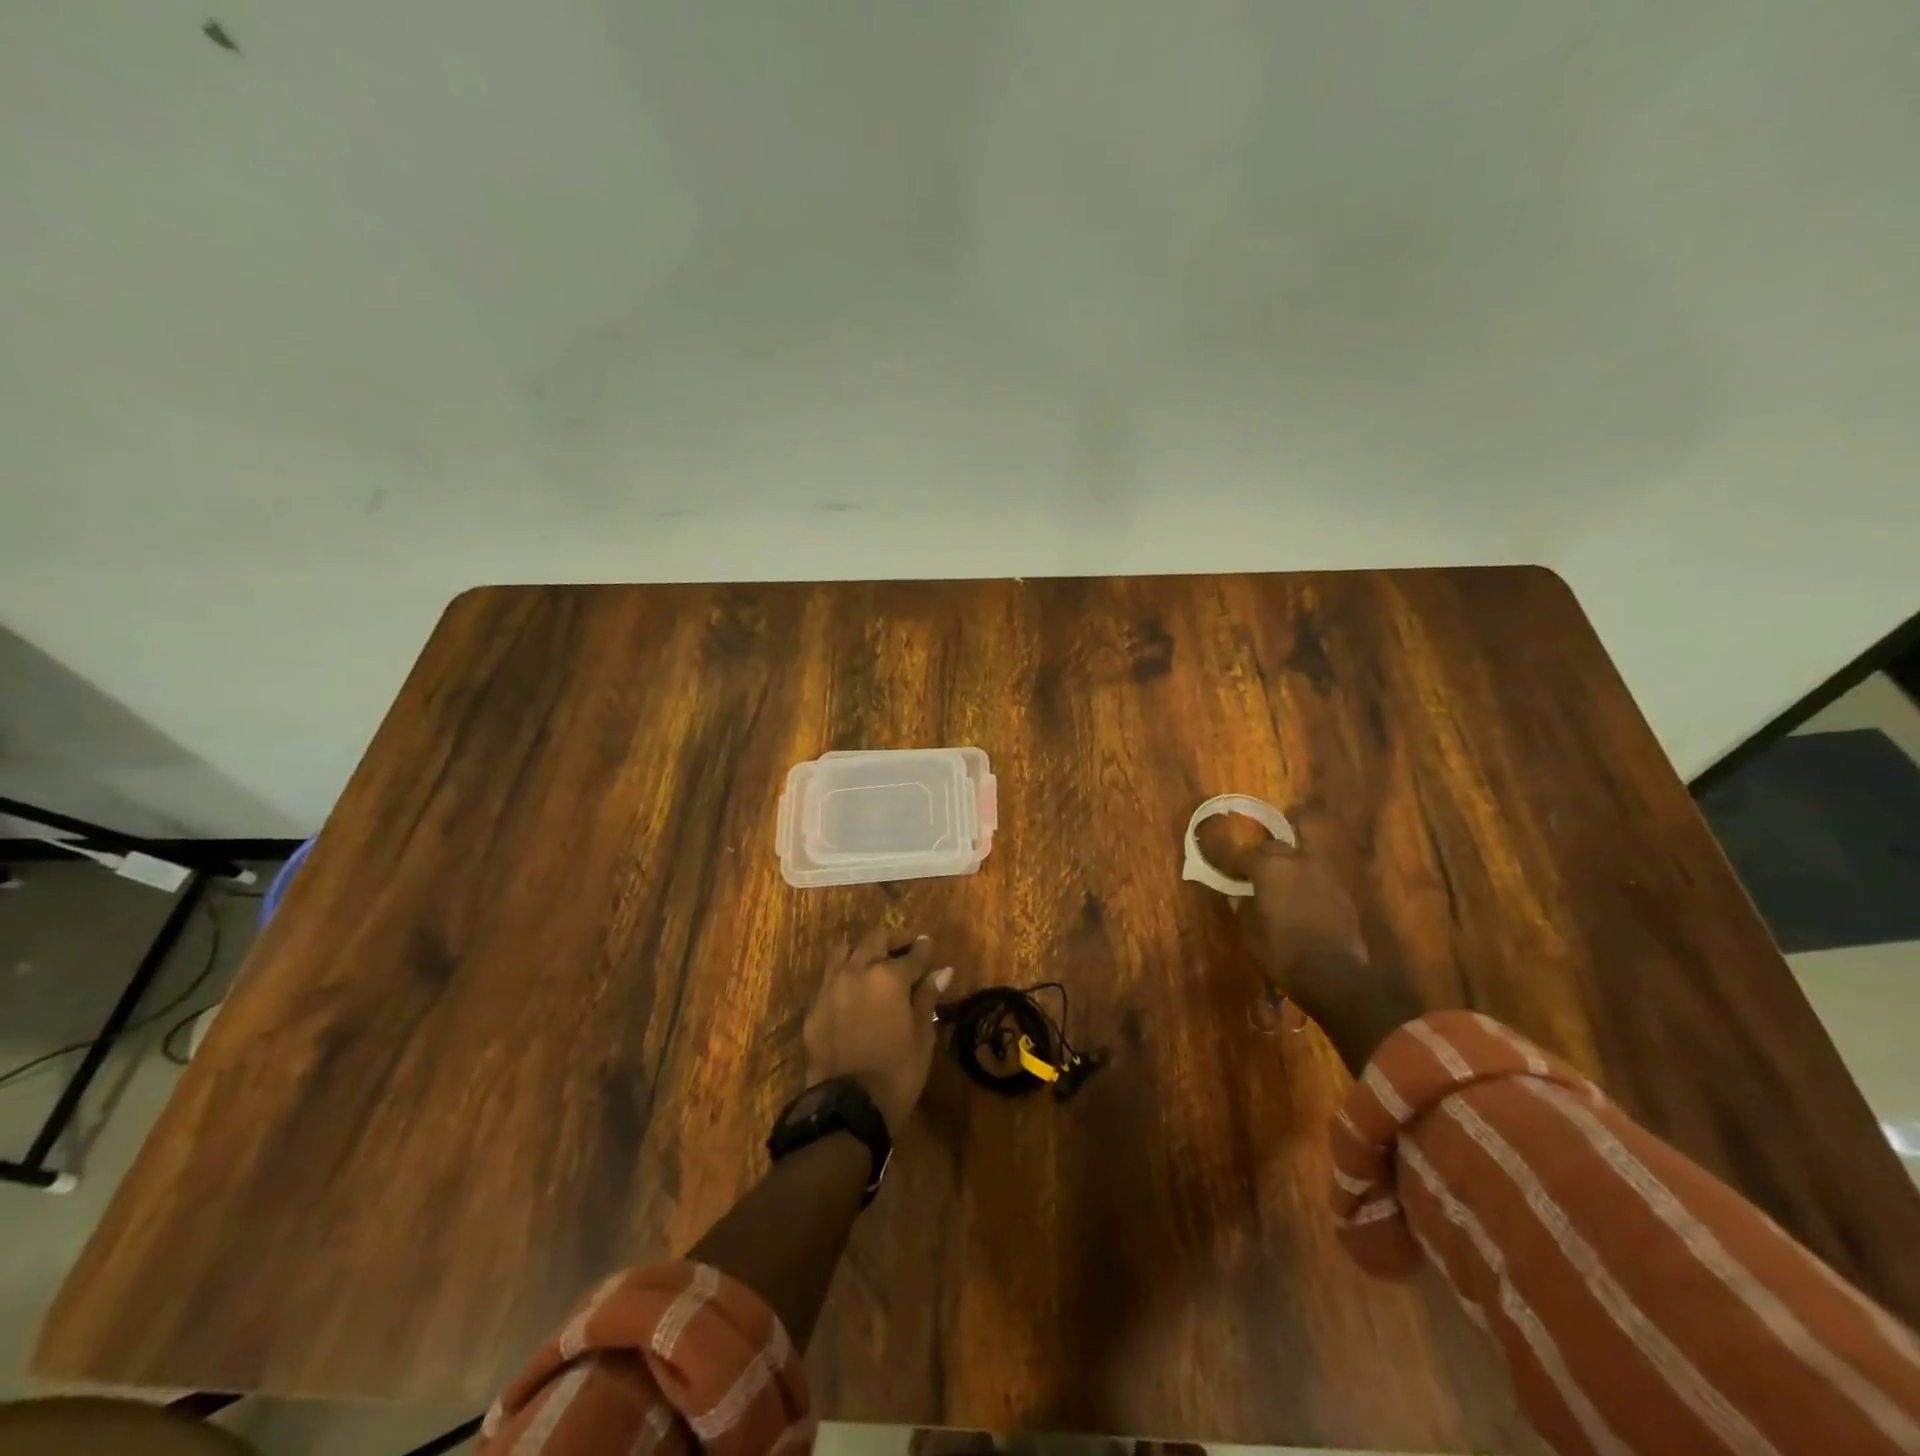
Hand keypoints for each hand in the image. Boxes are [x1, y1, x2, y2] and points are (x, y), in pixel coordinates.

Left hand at [803, 928, 953, 1135]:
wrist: (849, 1106)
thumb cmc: (898, 1071)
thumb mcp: (922, 1035)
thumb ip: (928, 997)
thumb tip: (942, 971)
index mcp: (890, 977)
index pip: (912, 953)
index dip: (923, 948)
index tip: (927, 944)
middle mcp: (858, 971)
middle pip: (874, 940)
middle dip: (891, 942)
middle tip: (901, 953)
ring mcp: (831, 987)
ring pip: (844, 951)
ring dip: (860, 952)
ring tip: (871, 966)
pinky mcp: (814, 1007)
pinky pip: (829, 979)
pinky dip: (842, 977)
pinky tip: (851, 994)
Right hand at [1221, 838, 1421, 1073]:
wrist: (1335, 976)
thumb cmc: (1283, 953)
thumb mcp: (1251, 934)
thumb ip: (1243, 908)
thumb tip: (1238, 896)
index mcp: (1269, 869)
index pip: (1245, 855)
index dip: (1234, 863)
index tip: (1228, 871)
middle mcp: (1298, 862)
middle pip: (1276, 847)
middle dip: (1263, 856)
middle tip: (1254, 873)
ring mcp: (1324, 874)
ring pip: (1302, 855)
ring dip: (1289, 863)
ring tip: (1280, 880)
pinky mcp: (1342, 892)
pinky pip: (1318, 876)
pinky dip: (1307, 880)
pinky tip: (1302, 897)